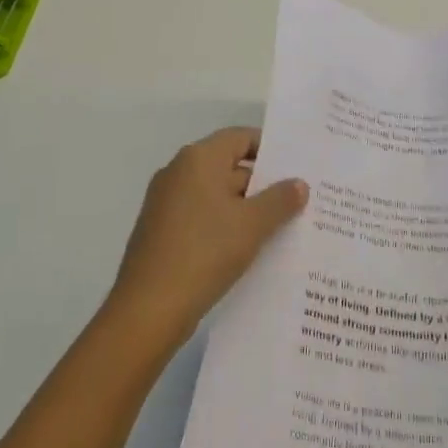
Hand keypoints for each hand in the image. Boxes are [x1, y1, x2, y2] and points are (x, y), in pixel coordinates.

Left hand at [105, 128, 308, 353]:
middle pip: (229, 165)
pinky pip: (202, 217)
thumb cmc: (204, 253)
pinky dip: (225, 225)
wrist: (148, 309)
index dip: (270, 149)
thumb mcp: (252, 225)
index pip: (240, 138)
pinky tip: (248, 248)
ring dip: (246, 208)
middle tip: (298, 201)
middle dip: (263, 184)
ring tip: (281, 227)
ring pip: (216, 195)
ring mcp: (166, 203)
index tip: (297, 167)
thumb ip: (280, 200)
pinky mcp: (161, 231)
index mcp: (198, 159)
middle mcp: (178, 172)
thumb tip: (299, 183)